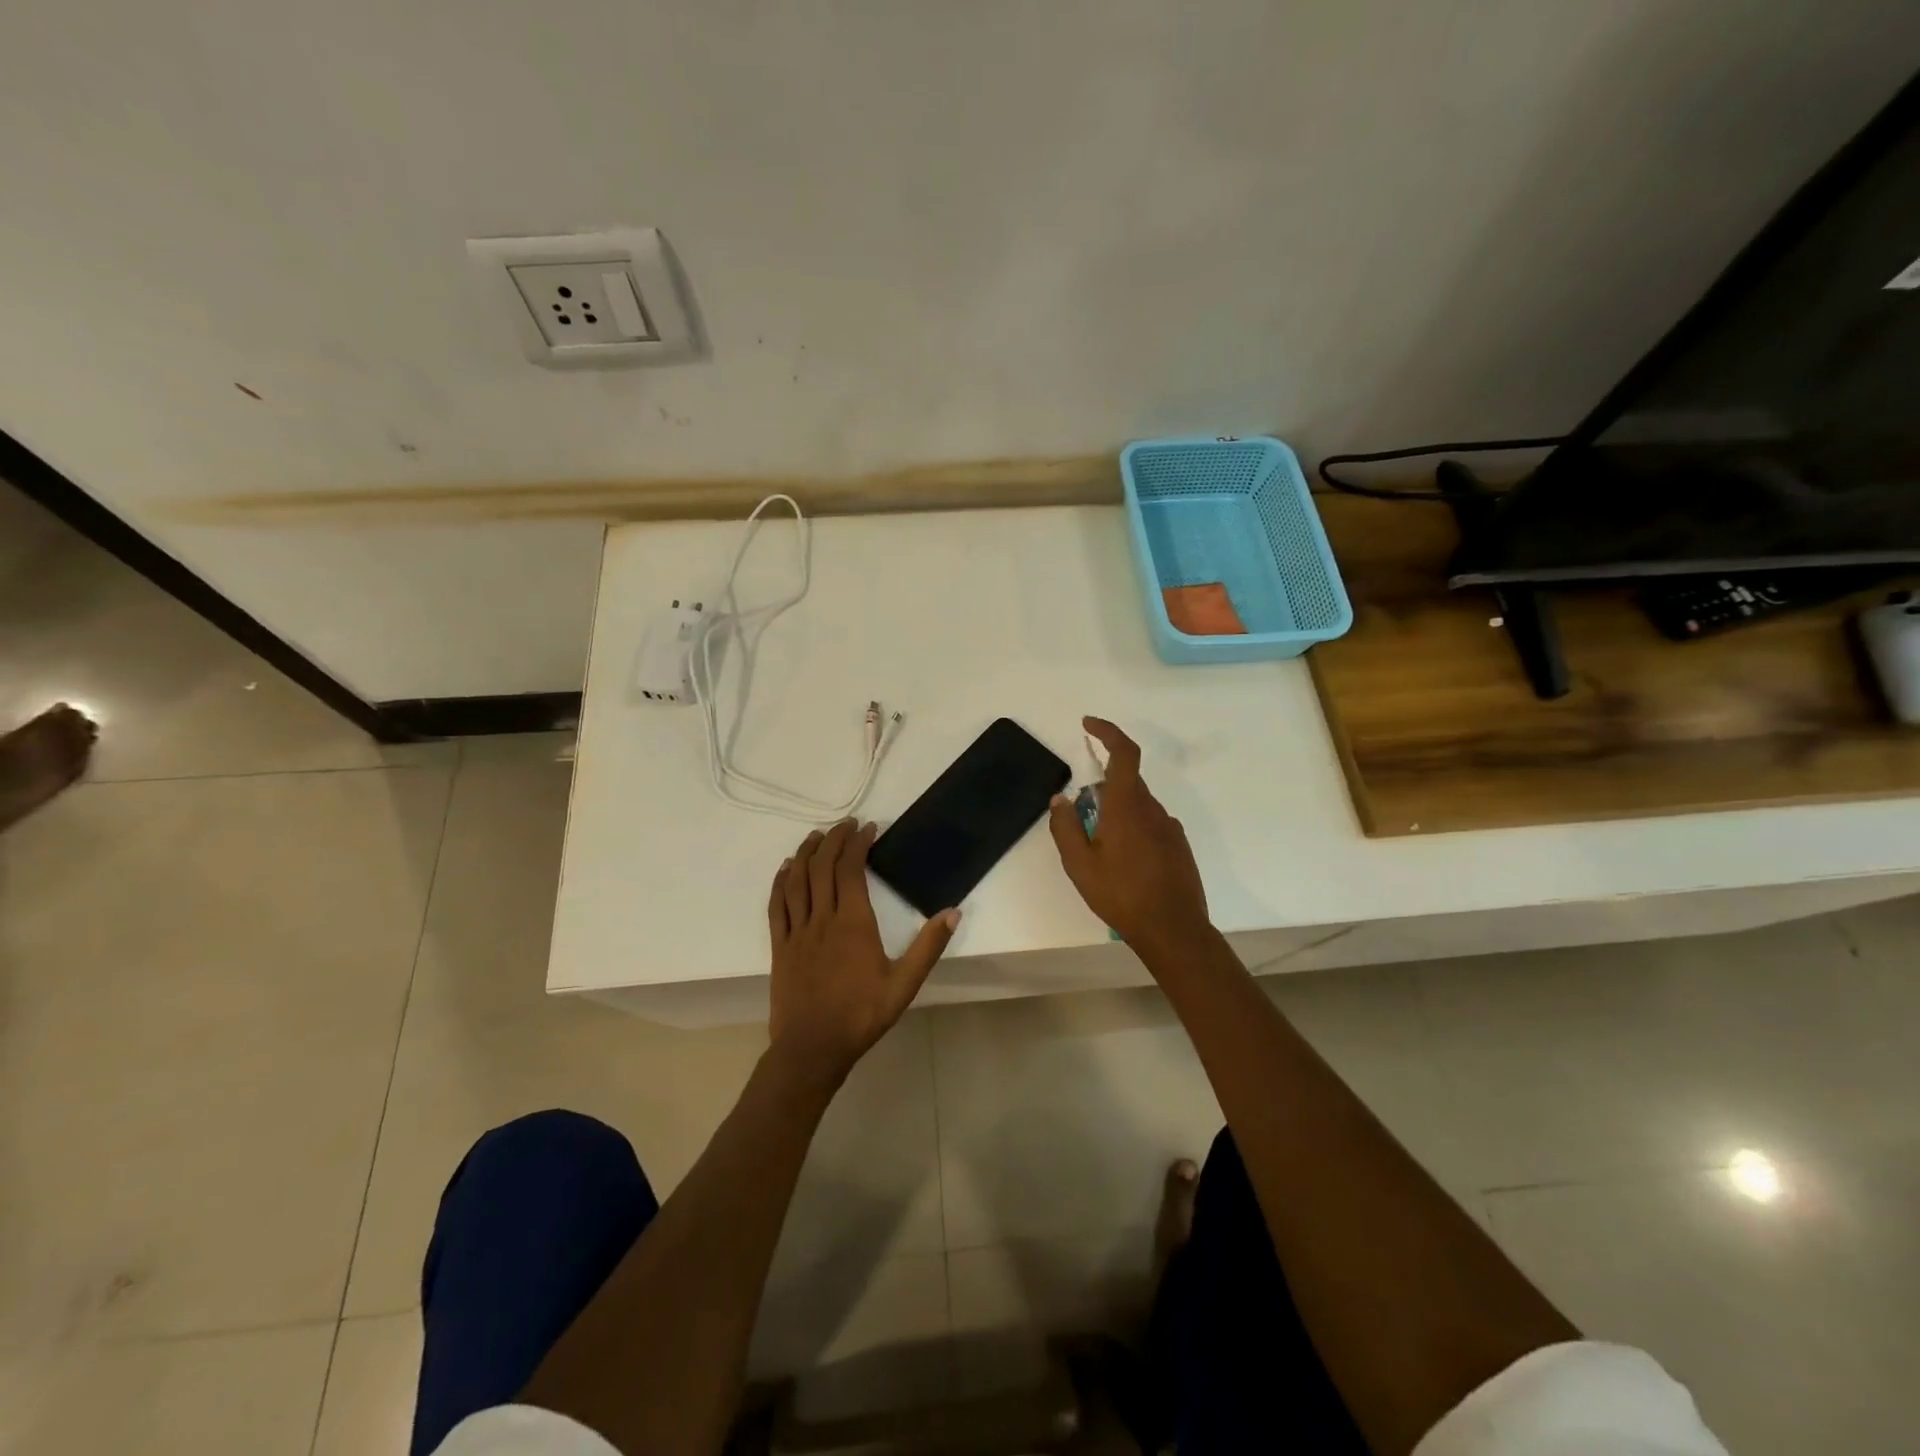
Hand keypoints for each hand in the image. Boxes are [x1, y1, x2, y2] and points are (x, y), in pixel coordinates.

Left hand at [767, 820, 959, 1081]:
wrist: (812, 1048)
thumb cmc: (861, 1015)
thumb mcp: (904, 984)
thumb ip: (928, 947)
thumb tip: (953, 912)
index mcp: (853, 923)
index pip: (852, 869)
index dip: (858, 844)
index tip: (868, 828)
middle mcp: (822, 918)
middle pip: (823, 867)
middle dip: (834, 840)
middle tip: (846, 824)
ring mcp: (797, 931)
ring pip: (798, 880)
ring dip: (807, 852)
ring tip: (817, 835)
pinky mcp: (780, 945)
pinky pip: (777, 905)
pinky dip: (781, 881)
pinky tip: (787, 868)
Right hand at [1047, 718, 1211, 953]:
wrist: (1173, 930)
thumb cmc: (1121, 895)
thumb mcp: (1079, 864)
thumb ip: (1065, 827)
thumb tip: (1060, 799)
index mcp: (1127, 806)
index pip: (1123, 753)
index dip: (1107, 732)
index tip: (1088, 724)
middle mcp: (1152, 809)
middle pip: (1126, 782)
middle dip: (1101, 790)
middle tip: (1081, 820)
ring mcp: (1170, 827)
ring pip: (1138, 806)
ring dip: (1116, 814)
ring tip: (1100, 852)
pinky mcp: (1179, 846)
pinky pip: (1150, 825)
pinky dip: (1133, 831)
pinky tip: (1124, 864)